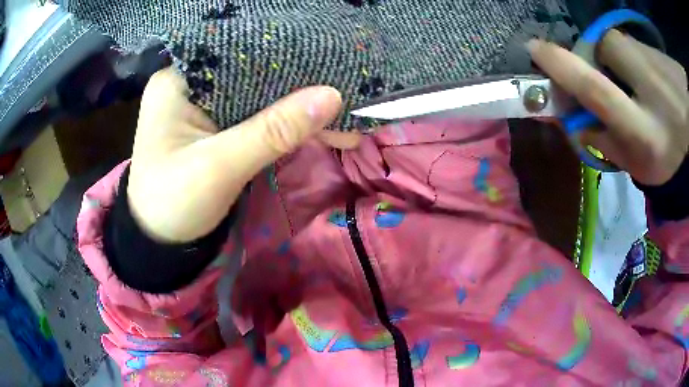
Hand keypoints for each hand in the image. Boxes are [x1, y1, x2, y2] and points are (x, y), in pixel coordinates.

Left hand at [127, 68, 358, 242]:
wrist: (159, 243)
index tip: (330, 65)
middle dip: (298, 87)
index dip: (286, 58)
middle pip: (253, 74)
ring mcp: (205, 105)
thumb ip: (273, 131)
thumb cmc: (172, 204)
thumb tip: (332, 96)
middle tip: (346, 93)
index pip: (240, 54)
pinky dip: (286, 124)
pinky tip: (318, 128)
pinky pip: (257, 115)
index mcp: (179, 80)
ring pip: (259, 95)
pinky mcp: (217, 126)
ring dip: (297, 108)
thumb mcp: (219, 167)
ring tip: (344, 115)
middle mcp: (192, 83)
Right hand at [528, 29, 688, 184]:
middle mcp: (658, 95)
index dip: (562, 66)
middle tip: (612, 71)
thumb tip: (571, 118)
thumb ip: (605, 142)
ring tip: (642, 79)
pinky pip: (645, 45)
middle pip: (609, 46)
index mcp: (646, 136)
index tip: (535, 49)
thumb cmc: (669, 162)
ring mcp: (666, 69)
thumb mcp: (638, 165)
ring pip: (628, 42)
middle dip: (599, 53)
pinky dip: (644, 57)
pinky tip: (658, 78)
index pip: (595, 90)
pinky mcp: (668, 58)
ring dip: (625, 55)